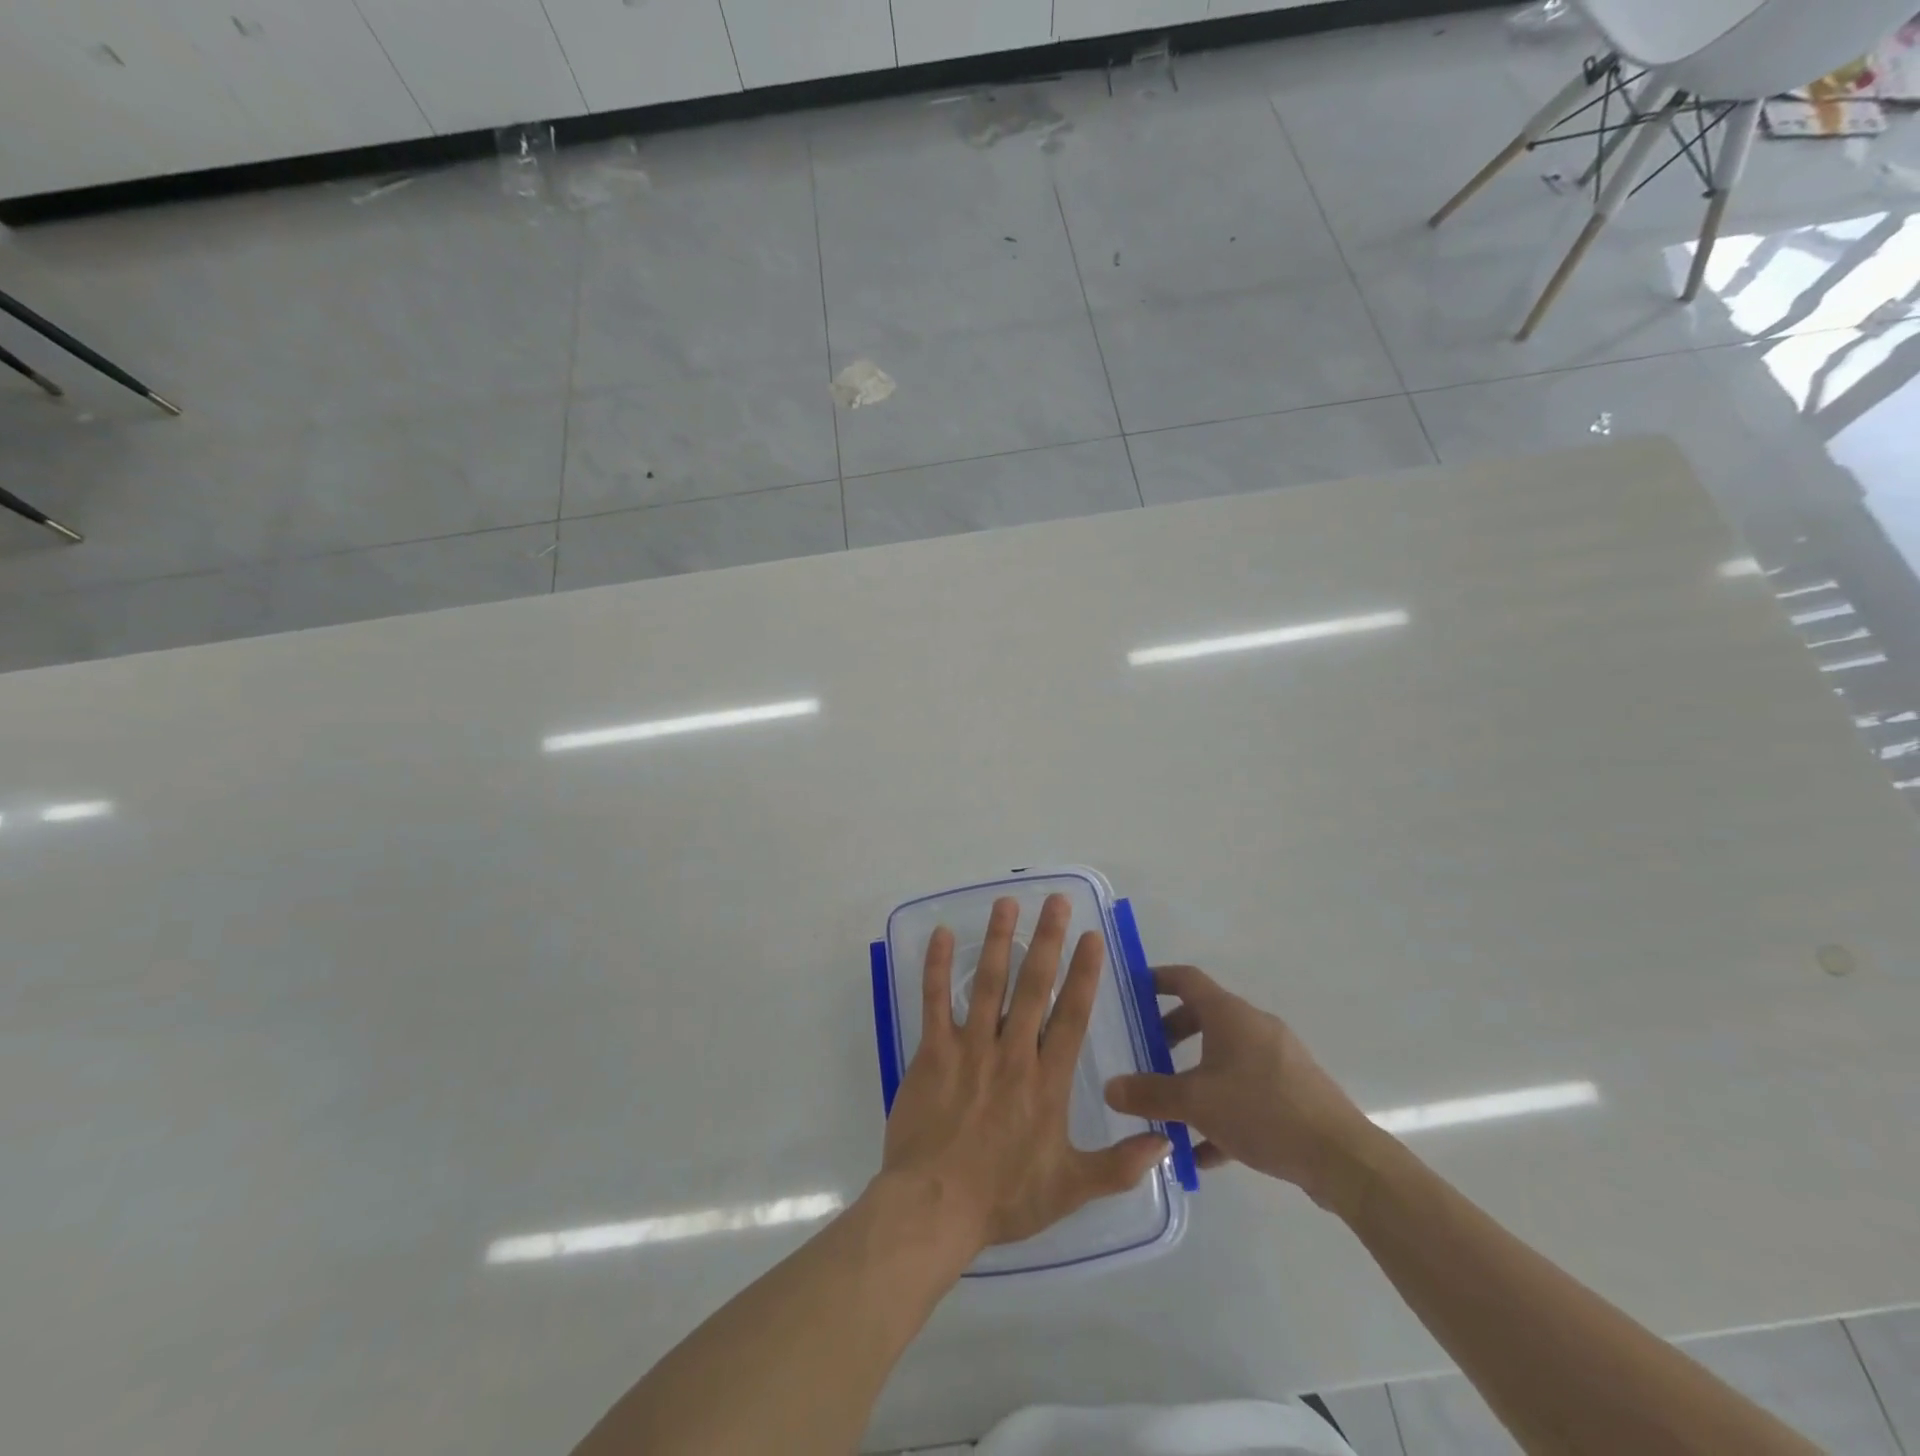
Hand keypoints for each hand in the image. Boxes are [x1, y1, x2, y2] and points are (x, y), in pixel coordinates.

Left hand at [880, 893, 1170, 1251]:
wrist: (935, 1207)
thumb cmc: (1005, 1198)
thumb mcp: (1071, 1189)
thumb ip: (1119, 1164)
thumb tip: (1166, 1139)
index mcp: (1047, 1081)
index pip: (1072, 1015)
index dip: (1084, 973)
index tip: (1092, 937)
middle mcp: (1012, 1053)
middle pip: (1034, 986)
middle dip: (1047, 940)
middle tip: (1056, 901)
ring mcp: (970, 1048)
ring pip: (988, 983)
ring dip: (1000, 940)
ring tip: (1007, 903)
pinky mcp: (932, 1052)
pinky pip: (935, 1000)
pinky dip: (938, 966)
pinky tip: (943, 935)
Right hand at [1104, 964, 1373, 1207]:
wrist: (1342, 1158)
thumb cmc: (1262, 1110)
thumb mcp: (1196, 1102)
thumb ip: (1149, 1094)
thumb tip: (1109, 1087)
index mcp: (1229, 1015)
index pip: (1186, 979)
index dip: (1157, 979)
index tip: (1133, 991)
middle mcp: (1254, 1027)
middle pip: (1204, 1019)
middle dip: (1171, 1036)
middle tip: (1147, 1056)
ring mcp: (1278, 1060)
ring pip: (1224, 1060)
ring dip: (1195, 1079)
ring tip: (1170, 1111)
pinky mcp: (1293, 1093)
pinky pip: (1246, 1092)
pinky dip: (1221, 1111)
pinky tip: (1204, 1152)